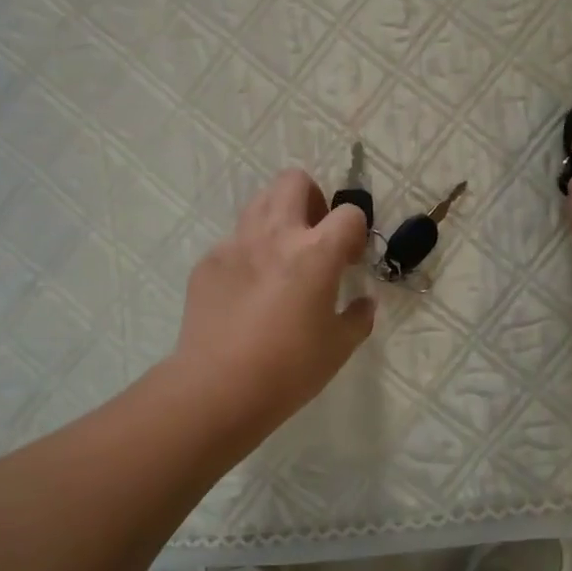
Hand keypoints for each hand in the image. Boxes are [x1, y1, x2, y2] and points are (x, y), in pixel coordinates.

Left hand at [174, 169, 375, 434]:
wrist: (218, 388)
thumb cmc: (288, 370)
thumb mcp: (338, 348)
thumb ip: (358, 317)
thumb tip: (363, 302)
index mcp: (315, 252)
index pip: (349, 213)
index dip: (355, 232)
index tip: (349, 260)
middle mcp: (275, 235)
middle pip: (294, 181)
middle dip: (312, 199)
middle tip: (314, 236)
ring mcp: (236, 244)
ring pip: (259, 202)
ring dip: (278, 218)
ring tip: (281, 258)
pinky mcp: (208, 262)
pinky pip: (233, 241)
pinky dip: (247, 253)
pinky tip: (247, 292)